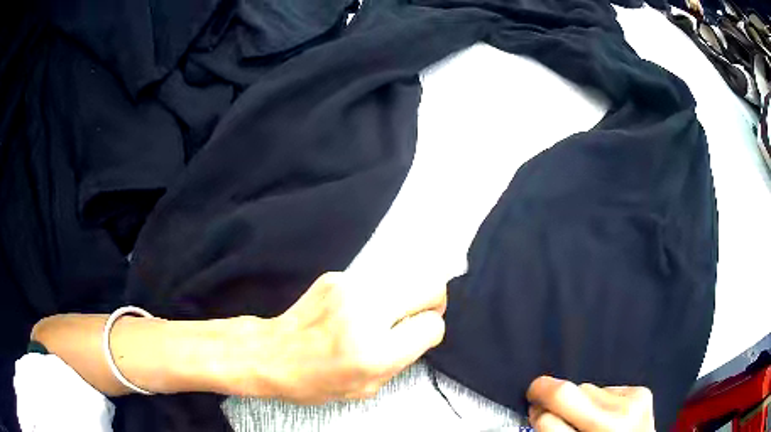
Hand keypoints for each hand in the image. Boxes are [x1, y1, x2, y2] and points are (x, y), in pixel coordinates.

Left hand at [214, 272, 446, 403]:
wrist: (272, 353)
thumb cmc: (314, 380)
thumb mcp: (365, 388)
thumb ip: (401, 361)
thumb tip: (419, 332)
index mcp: (376, 353)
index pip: (432, 325)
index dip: (430, 332)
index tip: (419, 336)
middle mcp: (367, 314)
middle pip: (430, 287)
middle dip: (432, 302)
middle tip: (416, 316)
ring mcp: (350, 289)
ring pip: (406, 277)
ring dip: (403, 297)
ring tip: (383, 315)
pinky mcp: (336, 277)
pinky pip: (375, 280)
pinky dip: (374, 295)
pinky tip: (353, 311)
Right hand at [526, 376, 654, 431]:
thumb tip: (540, 410)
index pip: (552, 416)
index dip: (537, 405)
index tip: (532, 404)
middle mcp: (617, 417)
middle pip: (571, 392)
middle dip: (557, 399)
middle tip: (550, 407)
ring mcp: (634, 401)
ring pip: (589, 387)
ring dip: (580, 400)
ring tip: (586, 419)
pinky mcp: (643, 392)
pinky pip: (607, 387)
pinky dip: (600, 400)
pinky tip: (606, 415)